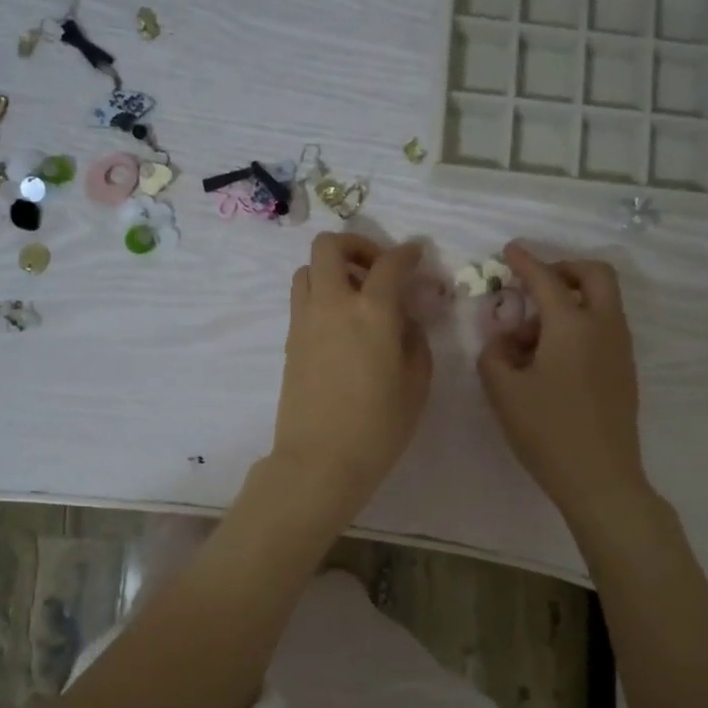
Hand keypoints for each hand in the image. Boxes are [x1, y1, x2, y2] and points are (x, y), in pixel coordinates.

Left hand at [271, 233, 431, 512]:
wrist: (320, 461)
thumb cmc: (378, 428)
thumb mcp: (416, 384)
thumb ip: (414, 340)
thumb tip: (404, 320)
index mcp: (372, 312)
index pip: (390, 263)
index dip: (407, 252)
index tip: (416, 255)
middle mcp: (333, 304)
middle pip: (330, 246)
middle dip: (357, 246)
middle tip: (377, 269)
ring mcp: (305, 321)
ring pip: (308, 269)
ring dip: (333, 270)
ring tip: (356, 296)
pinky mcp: (290, 341)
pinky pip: (302, 299)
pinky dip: (321, 295)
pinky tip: (341, 324)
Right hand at [478, 245, 648, 525]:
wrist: (601, 478)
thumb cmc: (547, 431)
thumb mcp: (504, 392)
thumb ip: (494, 355)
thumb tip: (502, 341)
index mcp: (572, 325)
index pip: (546, 280)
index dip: (525, 261)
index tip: (510, 250)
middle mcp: (604, 327)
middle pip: (595, 275)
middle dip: (564, 268)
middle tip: (535, 283)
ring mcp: (620, 349)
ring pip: (603, 301)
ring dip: (572, 298)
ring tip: (534, 331)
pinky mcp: (624, 371)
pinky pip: (605, 327)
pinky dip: (581, 322)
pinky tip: (553, 355)